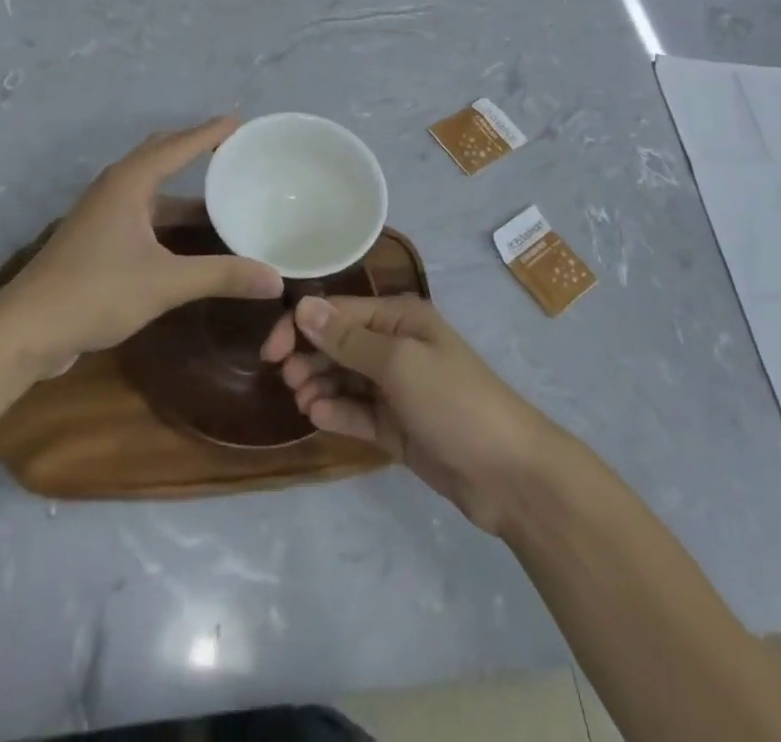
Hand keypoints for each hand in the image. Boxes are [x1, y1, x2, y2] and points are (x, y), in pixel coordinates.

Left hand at [0, 117, 281, 370]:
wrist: (25, 330)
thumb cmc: (95, 292)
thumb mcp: (165, 283)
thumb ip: (222, 276)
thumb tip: (276, 279)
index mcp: (129, 182)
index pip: (178, 145)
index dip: (211, 132)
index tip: (241, 121)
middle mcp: (116, 188)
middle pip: (161, 155)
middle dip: (196, 149)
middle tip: (233, 150)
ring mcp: (104, 213)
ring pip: (152, 187)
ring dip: (184, 189)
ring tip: (223, 192)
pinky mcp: (98, 238)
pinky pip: (144, 211)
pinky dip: (170, 214)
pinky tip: (192, 235)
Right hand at [262, 295, 557, 533]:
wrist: (509, 474)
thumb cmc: (453, 401)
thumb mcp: (398, 363)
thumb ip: (347, 339)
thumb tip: (303, 306)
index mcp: (399, 319)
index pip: (339, 312)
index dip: (302, 325)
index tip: (271, 351)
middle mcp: (396, 346)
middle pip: (338, 343)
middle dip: (309, 356)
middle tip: (287, 380)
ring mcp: (396, 388)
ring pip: (344, 378)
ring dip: (319, 384)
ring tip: (302, 401)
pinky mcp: (396, 426)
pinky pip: (357, 412)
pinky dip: (336, 412)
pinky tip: (318, 417)